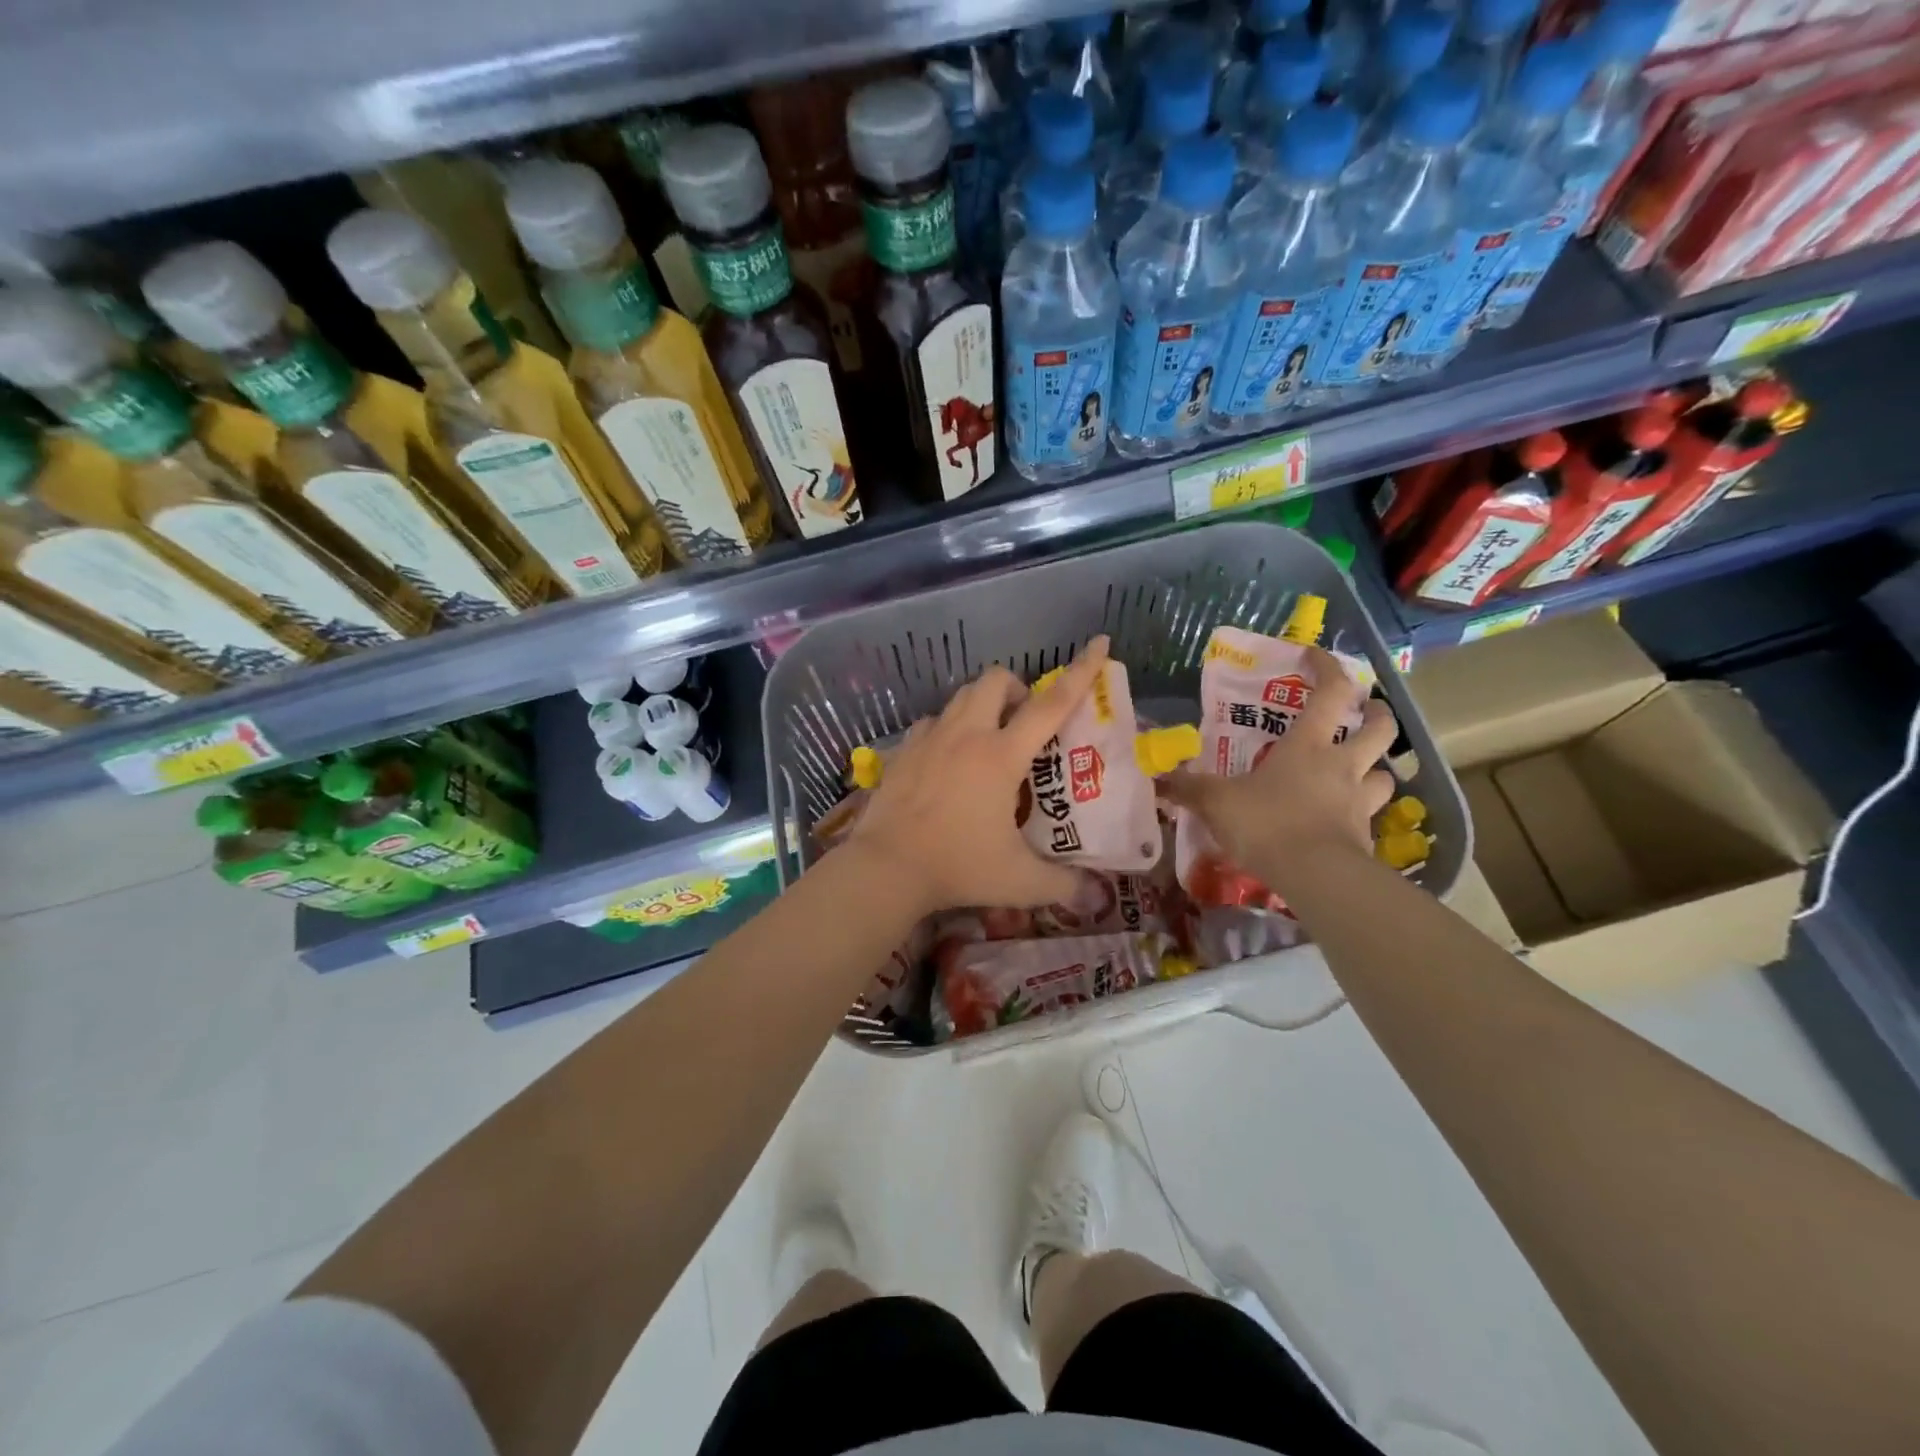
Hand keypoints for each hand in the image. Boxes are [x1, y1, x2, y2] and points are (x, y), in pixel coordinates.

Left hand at [849, 637, 1110, 916]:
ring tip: (987, 739)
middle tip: (1023, 723)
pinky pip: (931, 722)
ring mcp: (929, 739)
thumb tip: (1096, 896)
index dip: (1080, 672)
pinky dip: (947, 728)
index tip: (1098, 643)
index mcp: (1001, 755)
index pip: (1050, 704)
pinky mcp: (903, 751)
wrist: (885, 868)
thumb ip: (1063, 885)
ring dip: (981, 705)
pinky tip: (947, 758)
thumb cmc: (957, 867)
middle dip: (1016, 689)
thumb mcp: (1019, 881)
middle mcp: (966, 735)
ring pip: (960, 696)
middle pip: (995, 679)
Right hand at [1162, 645, 1397, 887]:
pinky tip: (1341, 822)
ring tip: (1357, 772)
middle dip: (1377, 714)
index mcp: (1308, 745)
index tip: (1314, 654)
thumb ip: (1188, 788)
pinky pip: (1369, 818)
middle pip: (1379, 728)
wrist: (1315, 876)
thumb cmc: (1267, 822)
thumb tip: (1156, 779)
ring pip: (1383, 774)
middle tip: (1367, 712)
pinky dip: (1359, 814)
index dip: (1326, 667)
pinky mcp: (1365, 837)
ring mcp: (1358, 801)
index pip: (1331, 692)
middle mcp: (1341, 765)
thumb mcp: (1217, 802)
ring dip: (1374, 768)